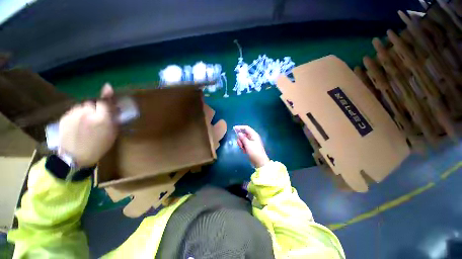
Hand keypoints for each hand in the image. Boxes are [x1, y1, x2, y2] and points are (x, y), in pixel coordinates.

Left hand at [58, 84, 116, 167]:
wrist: (76, 157)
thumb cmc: (99, 146)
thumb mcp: (112, 133)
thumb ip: (114, 117)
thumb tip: (114, 105)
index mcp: (101, 119)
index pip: (104, 101)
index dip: (106, 99)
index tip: (107, 91)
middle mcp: (86, 113)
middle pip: (92, 103)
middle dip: (96, 108)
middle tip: (96, 118)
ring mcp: (73, 115)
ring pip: (82, 106)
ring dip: (85, 111)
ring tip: (85, 122)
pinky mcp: (64, 117)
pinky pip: (73, 111)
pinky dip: (77, 115)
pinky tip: (77, 125)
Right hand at [234, 125, 269, 167]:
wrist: (259, 162)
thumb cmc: (255, 152)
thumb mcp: (248, 144)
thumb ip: (243, 138)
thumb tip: (239, 133)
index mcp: (254, 135)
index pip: (246, 128)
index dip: (240, 127)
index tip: (234, 128)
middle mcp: (252, 137)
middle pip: (243, 134)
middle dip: (240, 139)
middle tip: (241, 145)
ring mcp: (251, 142)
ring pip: (243, 140)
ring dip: (241, 144)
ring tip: (243, 149)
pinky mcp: (250, 147)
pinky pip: (244, 144)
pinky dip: (243, 147)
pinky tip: (244, 151)